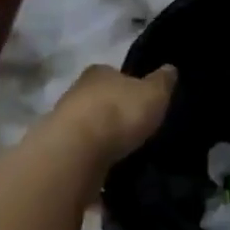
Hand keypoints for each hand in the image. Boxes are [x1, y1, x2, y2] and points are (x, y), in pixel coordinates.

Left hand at [44, 64, 175, 167]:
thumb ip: (162, 81)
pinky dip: (94, 151)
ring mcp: (64, 118)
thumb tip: (170, 68)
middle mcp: (77, 89)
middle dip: (115, 109)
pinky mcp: (60, 146)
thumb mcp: (153, 94)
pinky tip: (106, 161)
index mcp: (100, 71)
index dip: (130, 85)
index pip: (116, 74)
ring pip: (89, 121)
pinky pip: (82, 146)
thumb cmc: (119, 113)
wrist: (77, 150)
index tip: (142, 99)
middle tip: (135, 124)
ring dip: (102, 132)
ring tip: (123, 147)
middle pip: (101, 97)